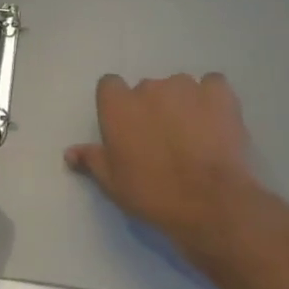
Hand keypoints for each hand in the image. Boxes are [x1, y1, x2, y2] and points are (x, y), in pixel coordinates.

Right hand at [64, 72, 275, 252]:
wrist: (209, 202)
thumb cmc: (152, 193)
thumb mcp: (113, 183)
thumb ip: (92, 160)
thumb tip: (70, 152)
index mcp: (117, 105)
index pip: (109, 86)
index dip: (118, 105)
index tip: (128, 127)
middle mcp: (148, 87)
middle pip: (146, 89)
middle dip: (153, 108)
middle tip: (163, 139)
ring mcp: (185, 87)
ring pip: (179, 88)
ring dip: (182, 104)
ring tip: (194, 135)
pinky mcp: (218, 93)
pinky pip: (212, 85)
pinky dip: (212, 99)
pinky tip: (216, 121)